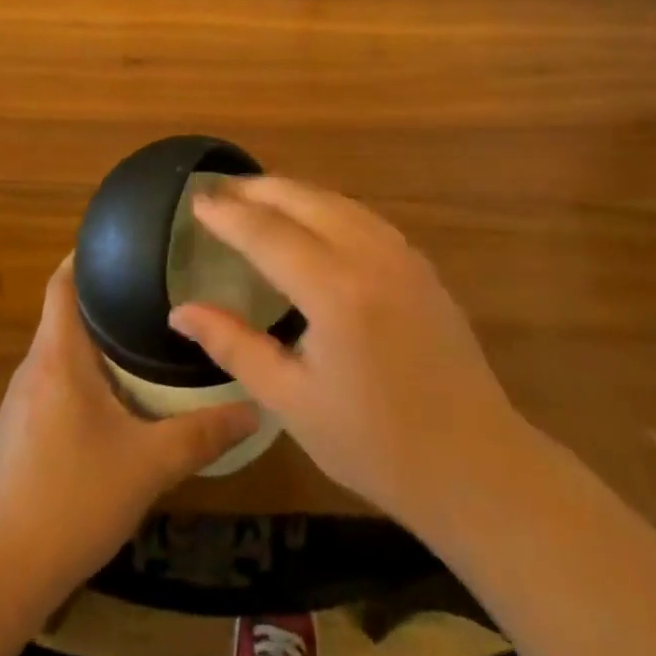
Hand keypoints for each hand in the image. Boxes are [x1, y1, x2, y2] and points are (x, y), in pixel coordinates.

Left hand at [0, 256, 258, 607]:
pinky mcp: (20, 433)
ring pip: (64, 349)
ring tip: (149, 334)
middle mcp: (35, 366)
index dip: (88, 253)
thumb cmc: (69, 501)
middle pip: (67, 311)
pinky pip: (57, 381)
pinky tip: (121, 396)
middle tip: (159, 287)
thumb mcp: (147, 466)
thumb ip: (202, 435)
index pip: (63, 280)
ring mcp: (22, 401)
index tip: (129, 241)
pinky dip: (88, 372)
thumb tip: (255, 407)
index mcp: (58, 355)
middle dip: (108, 295)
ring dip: (99, 338)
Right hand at [168, 178, 525, 544]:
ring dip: (294, 192)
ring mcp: (402, 256)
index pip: (266, 233)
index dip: (228, 215)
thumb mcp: (291, 401)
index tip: (196, 201)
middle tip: (221, 188)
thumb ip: (234, 346)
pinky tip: (314, 219)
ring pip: (337, 202)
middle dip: (258, 189)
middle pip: (304, 200)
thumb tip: (180, 313)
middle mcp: (369, 256)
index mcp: (334, 290)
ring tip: (258, 195)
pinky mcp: (421, 266)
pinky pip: (363, 217)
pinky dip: (327, 206)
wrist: (476, 467)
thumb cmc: (375, 444)